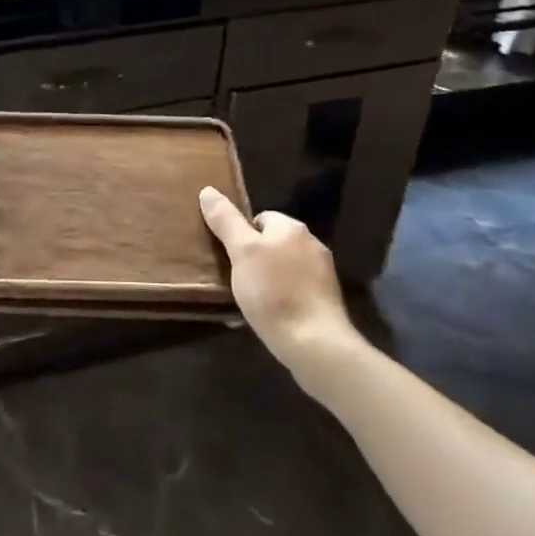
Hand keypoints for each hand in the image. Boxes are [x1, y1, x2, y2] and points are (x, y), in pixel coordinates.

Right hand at [199, 187, 359, 370]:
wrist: (315, 345)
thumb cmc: (274, 292)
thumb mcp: (241, 252)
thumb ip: (226, 220)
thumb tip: (208, 190)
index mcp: (292, 228)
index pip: (259, 218)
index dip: (241, 236)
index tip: (230, 258)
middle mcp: (312, 244)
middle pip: (272, 243)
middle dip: (254, 259)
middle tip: (236, 280)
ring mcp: (322, 274)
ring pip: (284, 269)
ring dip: (267, 280)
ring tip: (250, 302)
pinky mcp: (326, 302)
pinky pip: (295, 291)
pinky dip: (282, 299)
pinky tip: (270, 316)